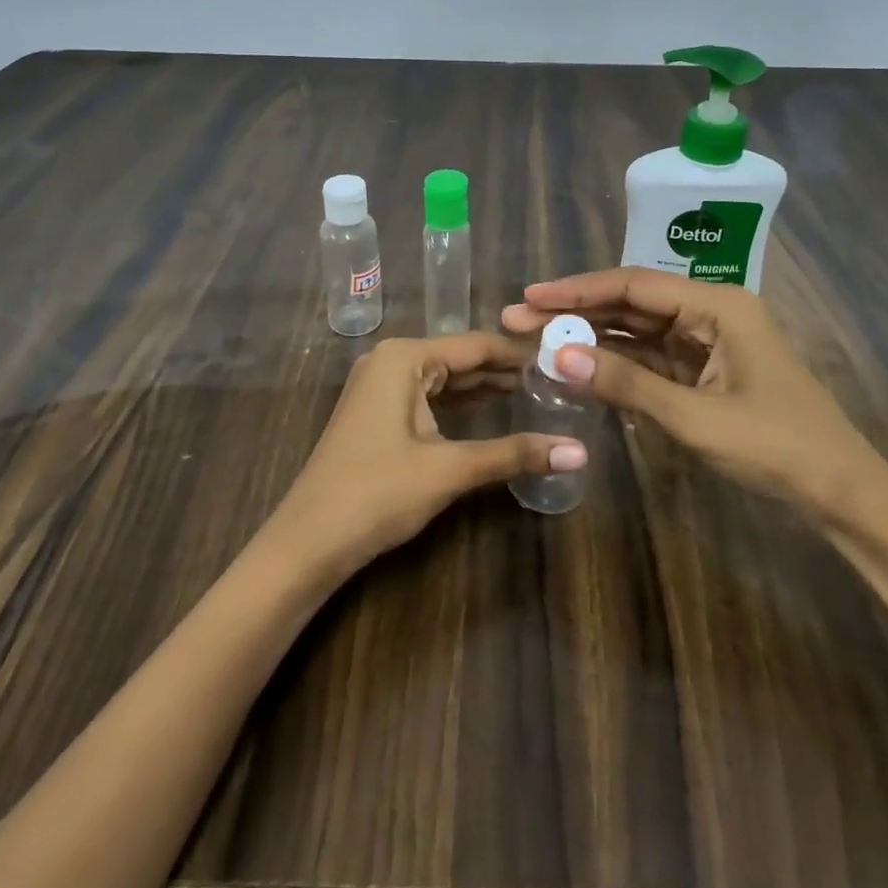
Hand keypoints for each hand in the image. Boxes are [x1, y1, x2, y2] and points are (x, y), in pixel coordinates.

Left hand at [273, 333, 584, 573]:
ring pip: (446, 378)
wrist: (308, 542)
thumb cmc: (377, 494)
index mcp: (405, 357)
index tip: (565, 359)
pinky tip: (494, 410)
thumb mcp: (449, 470)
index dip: (521, 354)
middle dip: (507, 369)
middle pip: (462, 358)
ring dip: (487, 387)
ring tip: (539, 391)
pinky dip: (461, 403)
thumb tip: (580, 452)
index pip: (477, 345)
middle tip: (560, 378)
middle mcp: (392, 360)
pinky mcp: (378, 412)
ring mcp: (381, 386)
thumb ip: (513, 454)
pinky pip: (429, 395)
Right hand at [502, 268, 880, 520]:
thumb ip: (624, 383)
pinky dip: (616, 363)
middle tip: (520, 319)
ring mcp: (708, 342)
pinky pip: (651, 358)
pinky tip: (580, 365)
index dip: (577, 290)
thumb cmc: (775, 446)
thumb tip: (557, 355)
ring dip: (592, 336)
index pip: (634, 285)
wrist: (841, 492)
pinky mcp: (705, 372)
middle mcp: (711, 312)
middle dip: (576, 311)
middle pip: (632, 303)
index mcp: (717, 304)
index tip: (530, 297)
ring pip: (638, 330)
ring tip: (539, 340)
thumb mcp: (694, 416)